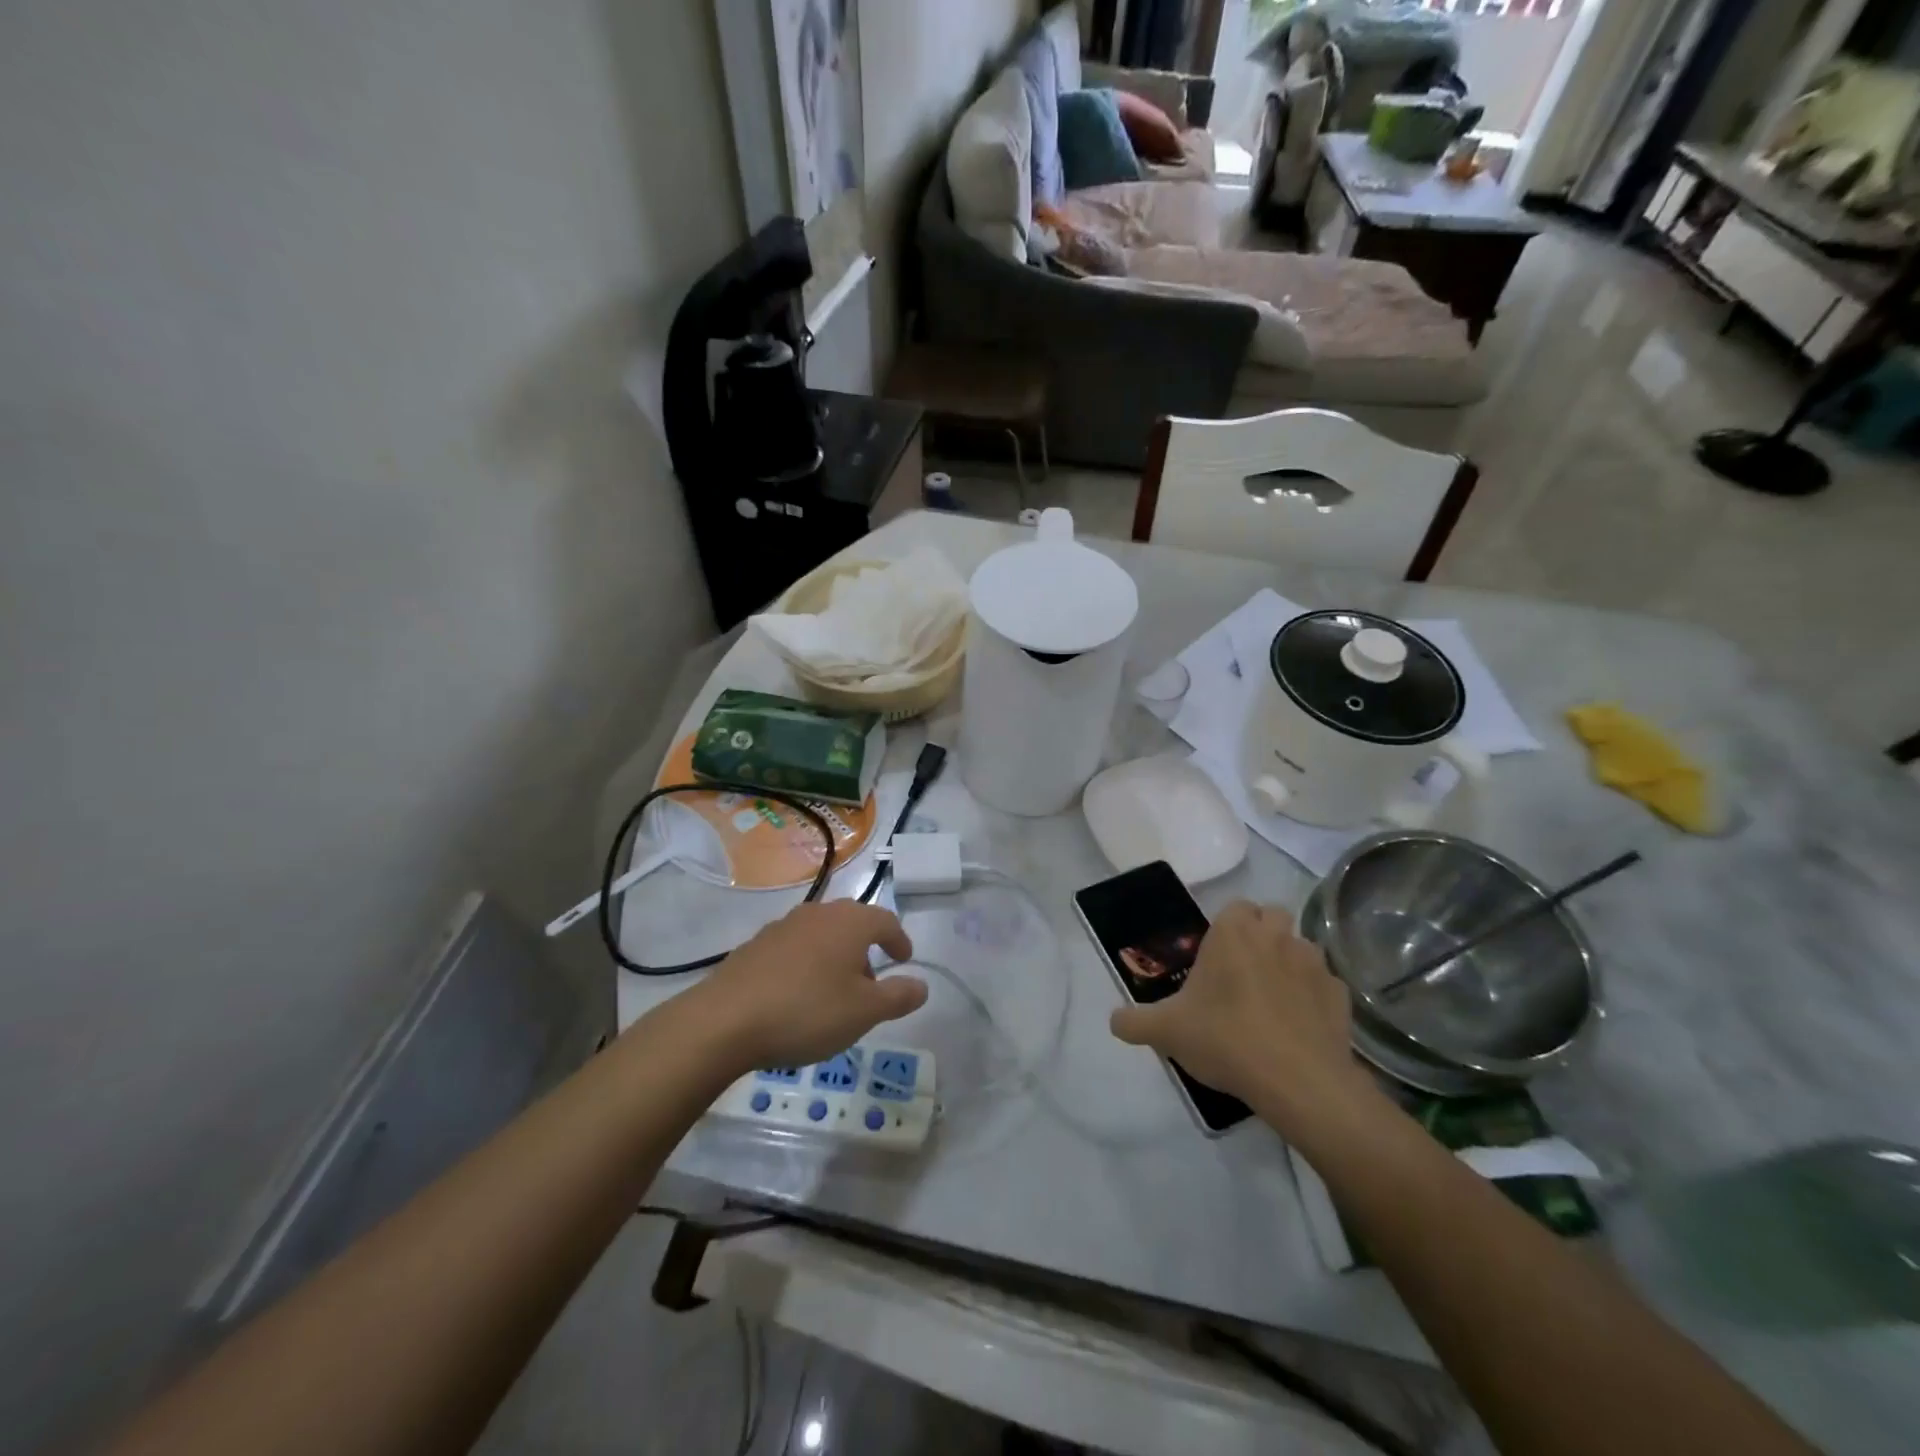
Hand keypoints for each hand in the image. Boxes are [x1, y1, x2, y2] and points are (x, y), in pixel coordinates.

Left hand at [692, 900, 927, 1070]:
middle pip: (852, 923)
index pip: (886, 921)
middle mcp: (818, 914)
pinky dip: (807, 964)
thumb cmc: (807, 1011)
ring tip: (834, 993)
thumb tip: (922, 985)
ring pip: (822, 934)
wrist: (725, 1020)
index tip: (904, 960)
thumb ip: (898, 996)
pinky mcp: (755, 945)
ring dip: (835, 957)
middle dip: (866, 949)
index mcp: (850, 922)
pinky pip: (795, 948)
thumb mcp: (864, 1012)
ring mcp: (783, 926)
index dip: (899, 940)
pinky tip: (798, 996)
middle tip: (871, 982)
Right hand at [1109, 901, 1371, 1134]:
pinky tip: (1299, 1026)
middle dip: (1262, 934)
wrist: (1297, 1081)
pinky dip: (1313, 997)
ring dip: (1289, 963)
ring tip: (1273, 1000)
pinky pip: (1325, 985)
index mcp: (1234, 933)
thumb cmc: (1225, 1038)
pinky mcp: (1340, 996)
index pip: (1236, 906)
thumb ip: (1134, 1021)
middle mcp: (1276, 936)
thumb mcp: (1166, 1031)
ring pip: (1302, 947)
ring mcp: (1314, 964)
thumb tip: (1114, 1021)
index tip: (1216, 957)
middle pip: (1273, 916)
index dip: (1228, 927)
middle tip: (1243, 971)